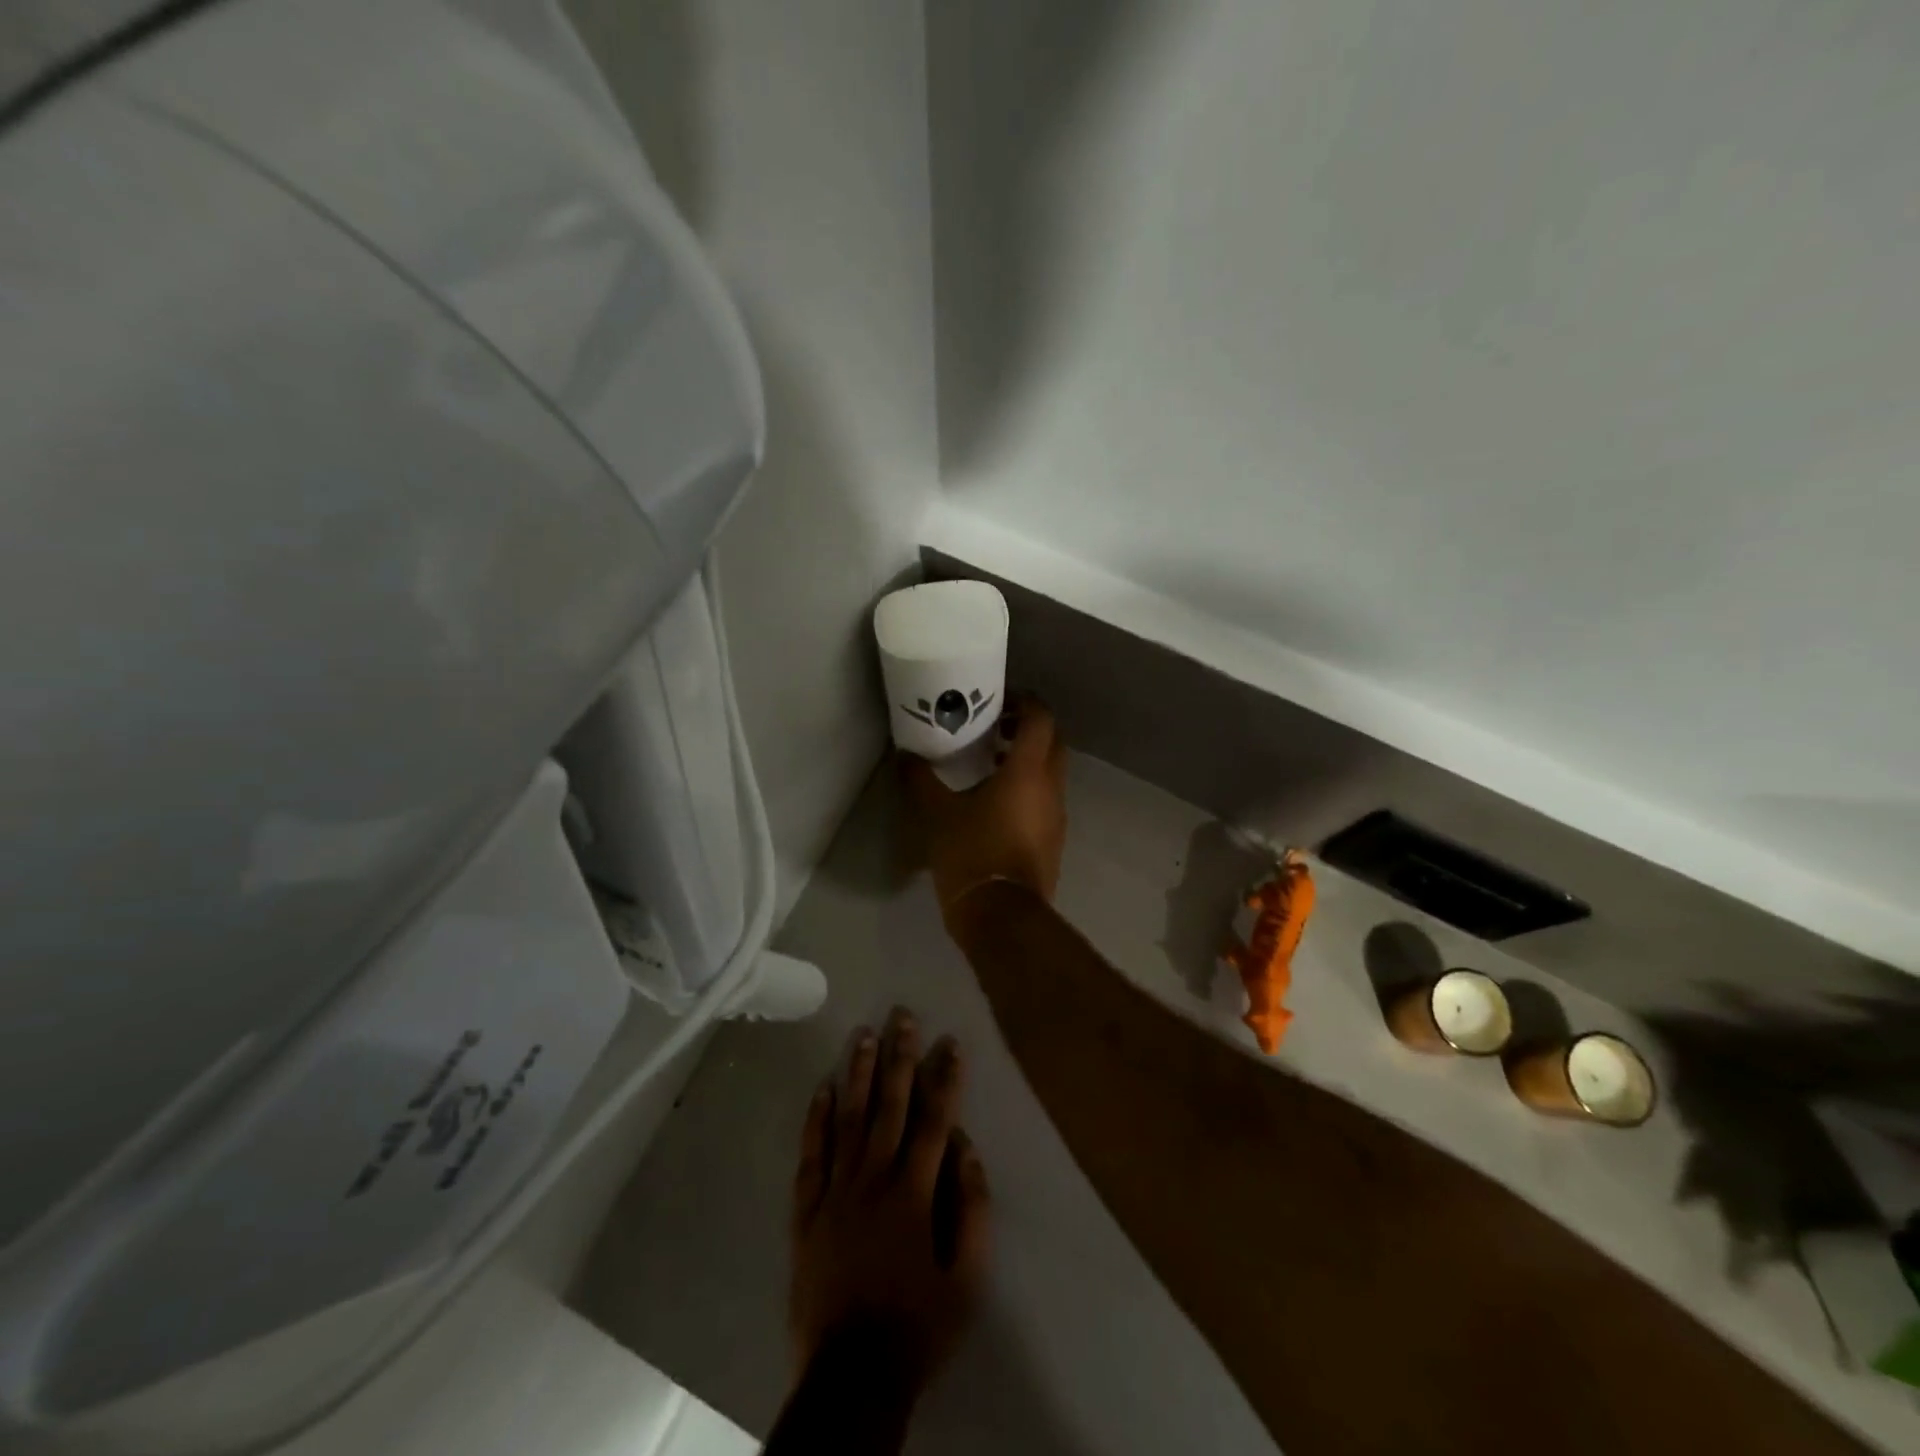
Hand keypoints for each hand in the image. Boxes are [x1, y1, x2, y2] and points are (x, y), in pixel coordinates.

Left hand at [790, 1008, 990, 1396]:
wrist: (851, 1378)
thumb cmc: (917, 1326)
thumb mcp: (968, 1279)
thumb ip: (973, 1209)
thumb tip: (966, 1147)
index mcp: (915, 1193)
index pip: (935, 1119)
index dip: (945, 1077)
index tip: (951, 1042)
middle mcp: (874, 1179)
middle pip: (890, 1106)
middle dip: (899, 1057)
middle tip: (903, 1015)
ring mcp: (835, 1192)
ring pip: (848, 1119)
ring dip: (858, 1074)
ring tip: (865, 1034)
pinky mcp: (807, 1212)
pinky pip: (811, 1156)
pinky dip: (815, 1120)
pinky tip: (821, 1088)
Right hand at [904, 696, 1067, 930]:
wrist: (1002, 916)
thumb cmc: (972, 854)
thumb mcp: (938, 814)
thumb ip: (921, 780)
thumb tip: (904, 756)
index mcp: (1028, 771)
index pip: (1041, 719)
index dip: (1025, 701)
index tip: (1000, 698)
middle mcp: (1051, 787)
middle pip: (1053, 741)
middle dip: (1028, 728)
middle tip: (994, 727)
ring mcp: (1057, 815)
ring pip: (1052, 772)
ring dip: (1028, 759)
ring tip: (990, 763)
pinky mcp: (1054, 839)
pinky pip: (1047, 798)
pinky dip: (1029, 787)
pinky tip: (997, 802)